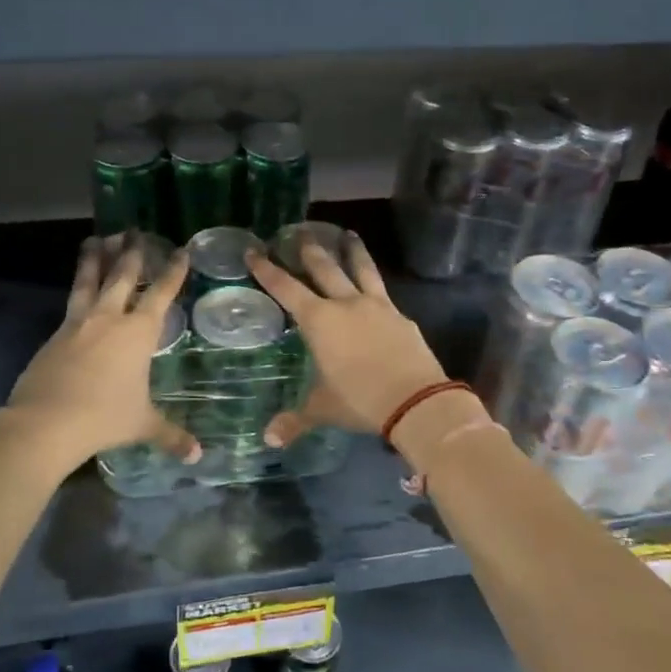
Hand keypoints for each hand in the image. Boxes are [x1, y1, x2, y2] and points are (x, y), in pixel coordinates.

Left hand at [5, 240, 200, 470]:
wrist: (45, 422)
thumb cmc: (104, 417)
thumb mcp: (142, 425)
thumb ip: (171, 435)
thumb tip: (197, 455)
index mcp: (138, 333)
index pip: (161, 294)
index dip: (173, 272)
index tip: (181, 251)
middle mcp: (109, 318)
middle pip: (123, 277)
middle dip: (132, 253)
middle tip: (134, 231)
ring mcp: (78, 323)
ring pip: (90, 281)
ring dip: (96, 258)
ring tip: (98, 238)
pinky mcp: (55, 334)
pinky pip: (71, 302)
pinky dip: (78, 287)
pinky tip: (79, 287)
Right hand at [246, 231, 447, 447]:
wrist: (416, 400)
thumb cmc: (359, 400)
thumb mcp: (322, 409)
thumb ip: (295, 420)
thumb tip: (269, 439)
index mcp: (319, 321)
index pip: (286, 289)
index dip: (268, 270)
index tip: (254, 251)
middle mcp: (346, 305)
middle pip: (325, 269)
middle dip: (310, 250)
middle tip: (300, 232)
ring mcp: (377, 307)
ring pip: (361, 270)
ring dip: (353, 251)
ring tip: (349, 234)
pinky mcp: (401, 317)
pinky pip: (383, 294)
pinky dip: (375, 285)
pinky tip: (375, 287)